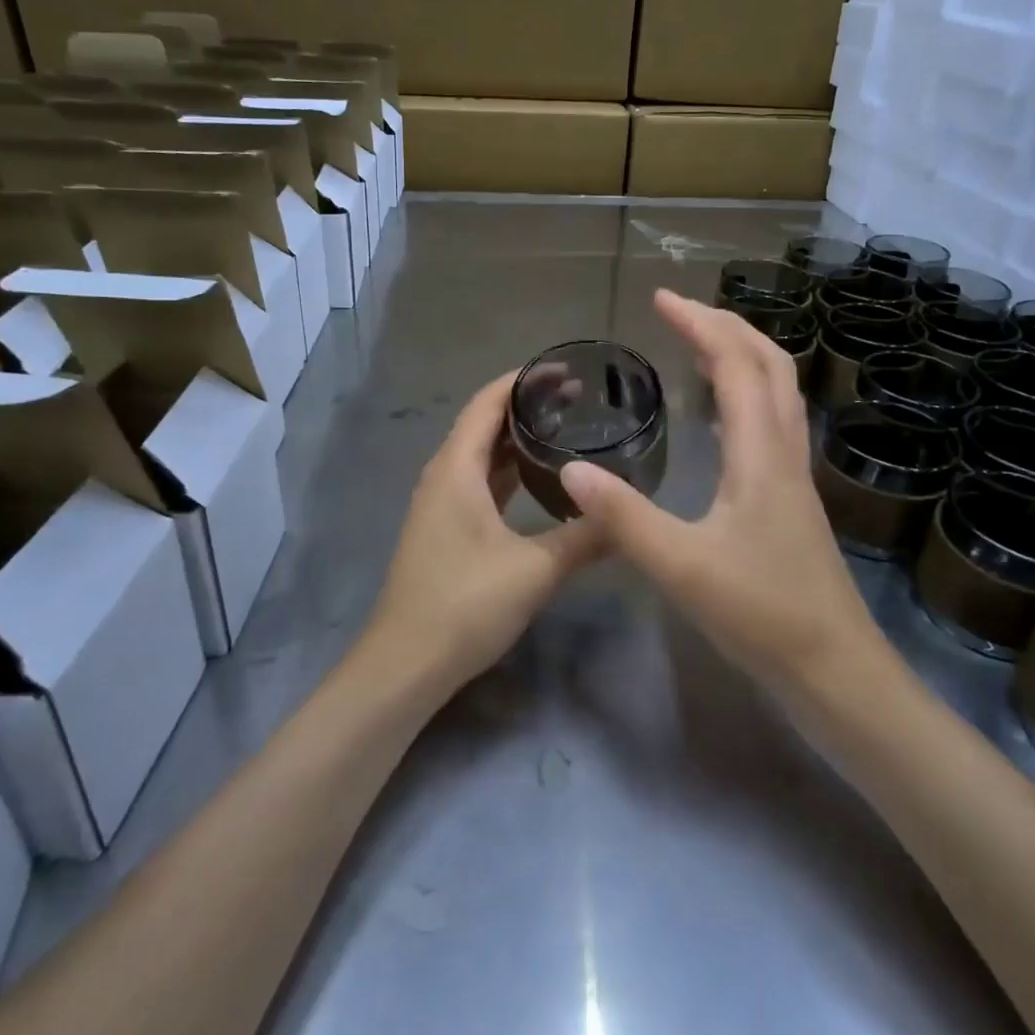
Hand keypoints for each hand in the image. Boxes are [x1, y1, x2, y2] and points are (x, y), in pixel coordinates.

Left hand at [363, 373, 604, 691]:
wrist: (405, 664)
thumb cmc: (465, 604)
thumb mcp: (535, 570)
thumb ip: (584, 539)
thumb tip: (629, 518)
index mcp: (456, 469)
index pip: (487, 403)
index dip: (522, 380)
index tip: (564, 370)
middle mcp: (443, 477)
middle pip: (482, 424)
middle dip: (525, 406)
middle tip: (576, 399)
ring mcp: (440, 504)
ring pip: (480, 456)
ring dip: (515, 439)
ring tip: (563, 430)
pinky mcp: (444, 529)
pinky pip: (478, 483)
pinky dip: (507, 471)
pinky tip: (538, 480)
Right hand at [560, 290, 876, 689]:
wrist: (835, 671)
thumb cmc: (761, 614)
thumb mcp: (682, 566)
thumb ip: (624, 517)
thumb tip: (571, 472)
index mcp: (761, 454)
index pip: (736, 364)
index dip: (700, 324)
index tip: (661, 299)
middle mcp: (785, 452)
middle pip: (770, 365)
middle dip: (726, 326)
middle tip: (680, 313)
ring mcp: (794, 476)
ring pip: (778, 393)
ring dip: (742, 356)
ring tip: (699, 346)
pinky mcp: (792, 501)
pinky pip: (773, 424)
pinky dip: (747, 396)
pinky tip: (721, 417)